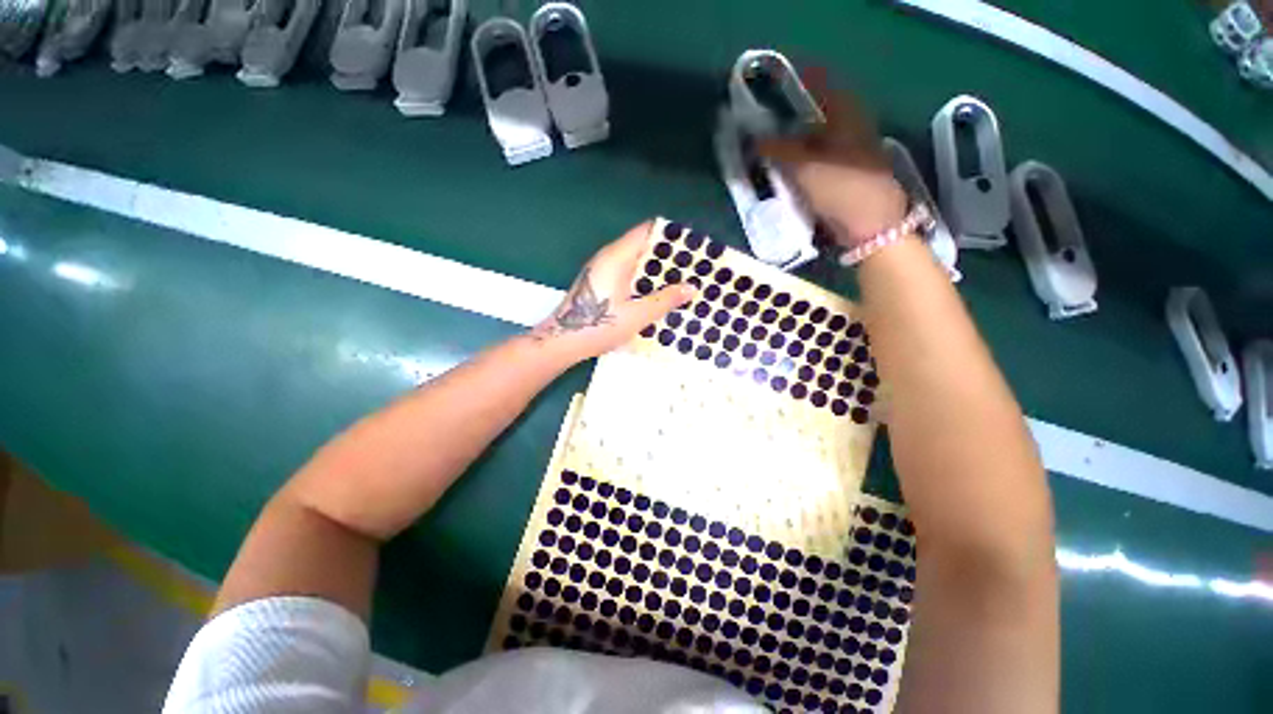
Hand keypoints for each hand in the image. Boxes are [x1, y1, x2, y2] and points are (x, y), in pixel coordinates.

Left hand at [534, 221, 696, 361]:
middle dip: (668, 254)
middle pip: (643, 244)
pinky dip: (644, 278)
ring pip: (635, 260)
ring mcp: (602, 269)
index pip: (647, 231)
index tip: (693, 245)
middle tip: (693, 267)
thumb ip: (665, 300)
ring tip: (681, 280)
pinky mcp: (600, 282)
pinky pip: (627, 272)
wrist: (562, 341)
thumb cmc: (599, 326)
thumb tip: (692, 288)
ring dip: (656, 269)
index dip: (671, 235)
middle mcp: (609, 257)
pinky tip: (658, 293)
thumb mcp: (637, 315)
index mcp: (617, 256)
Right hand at [758, 69, 907, 247]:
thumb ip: (779, 150)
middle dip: (793, 118)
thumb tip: (755, 139)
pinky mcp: (849, 171)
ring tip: (774, 151)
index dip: (798, 84)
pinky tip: (791, 171)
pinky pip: (822, 157)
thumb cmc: (840, 186)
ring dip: (797, 142)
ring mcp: (853, 149)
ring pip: (820, 137)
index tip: (774, 90)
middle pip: (819, 113)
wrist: (871, 224)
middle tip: (768, 126)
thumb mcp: (804, 166)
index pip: (821, 85)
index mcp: (846, 112)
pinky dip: (806, 160)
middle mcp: (852, 124)